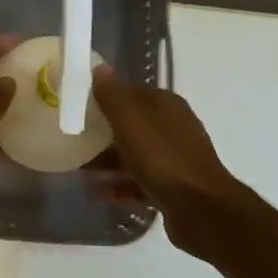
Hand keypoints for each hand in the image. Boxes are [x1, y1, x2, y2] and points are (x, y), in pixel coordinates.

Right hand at [90, 68, 240, 255]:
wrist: (200, 209)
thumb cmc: (162, 157)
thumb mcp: (130, 120)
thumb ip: (113, 95)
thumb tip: (100, 68)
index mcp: (166, 105)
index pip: (132, 92)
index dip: (106, 97)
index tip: (80, 106)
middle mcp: (173, 128)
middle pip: (133, 125)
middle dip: (105, 132)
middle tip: (76, 139)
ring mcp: (175, 159)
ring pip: (136, 154)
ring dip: (110, 161)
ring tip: (81, 169)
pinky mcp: (173, 188)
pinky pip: (141, 182)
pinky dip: (121, 185)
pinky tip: (99, 194)